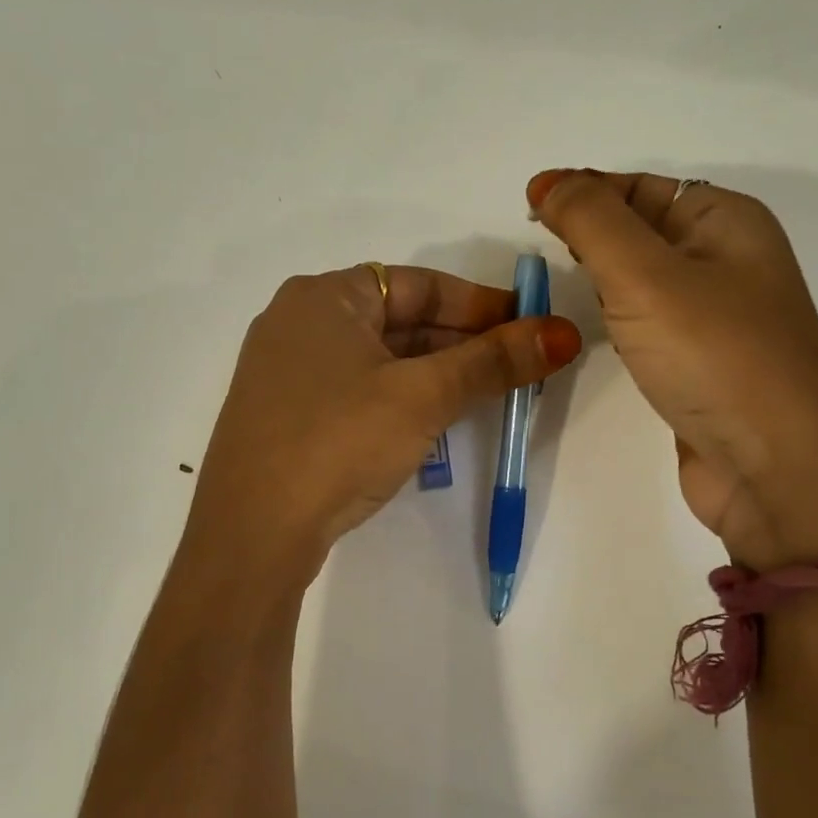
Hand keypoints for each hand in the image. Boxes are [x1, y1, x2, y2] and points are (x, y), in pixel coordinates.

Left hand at [187, 264, 581, 580]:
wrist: (251, 533)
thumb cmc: (338, 441)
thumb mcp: (422, 397)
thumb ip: (493, 362)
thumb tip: (565, 333)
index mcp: (323, 296)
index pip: (419, 284)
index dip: (480, 303)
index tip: (529, 325)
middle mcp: (299, 322)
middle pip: (398, 319)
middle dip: (462, 341)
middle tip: (519, 363)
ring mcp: (287, 371)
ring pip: (379, 358)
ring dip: (434, 372)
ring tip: (489, 391)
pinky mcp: (286, 414)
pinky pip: (356, 389)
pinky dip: (399, 397)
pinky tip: (433, 420)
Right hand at [528, 170, 817, 568]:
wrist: (777, 470)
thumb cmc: (714, 356)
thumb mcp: (644, 274)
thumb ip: (591, 220)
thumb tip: (548, 180)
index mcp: (726, 220)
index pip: (639, 185)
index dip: (584, 190)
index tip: (529, 207)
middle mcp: (727, 258)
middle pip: (641, 226)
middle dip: (589, 230)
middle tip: (539, 247)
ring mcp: (717, 314)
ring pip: (643, 276)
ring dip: (601, 274)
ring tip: (558, 281)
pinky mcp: (701, 360)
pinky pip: (649, 319)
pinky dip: (617, 315)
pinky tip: (596, 325)